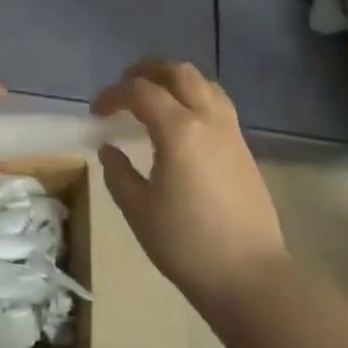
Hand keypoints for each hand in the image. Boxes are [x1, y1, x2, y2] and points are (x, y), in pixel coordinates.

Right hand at [92, 60, 289, 309]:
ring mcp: (231, 132)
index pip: (140, 91)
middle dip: (147, 72)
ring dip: (174, 82)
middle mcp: (208, 119)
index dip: (113, 95)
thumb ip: (118, 173)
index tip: (96, 114)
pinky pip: (217, 104)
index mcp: (179, 130)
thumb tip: (109, 148)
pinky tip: (181, 125)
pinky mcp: (244, 148)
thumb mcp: (139, 210)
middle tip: (124, 89)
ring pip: (204, 84)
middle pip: (178, 72)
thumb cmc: (187, 245)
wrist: (250, 276)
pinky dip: (194, 99)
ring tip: (153, 100)